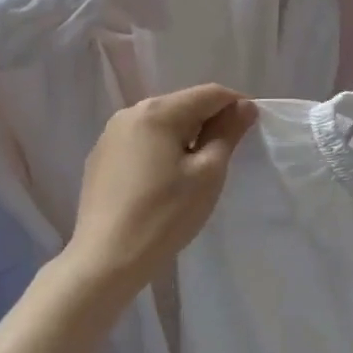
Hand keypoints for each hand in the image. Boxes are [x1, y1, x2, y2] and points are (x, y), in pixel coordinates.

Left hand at [61, 84, 257, 312]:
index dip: (236, 105)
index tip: (252, 129)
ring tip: (197, 170)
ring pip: (161, 123)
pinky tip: (164, 181)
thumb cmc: (165, 215)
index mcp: (158, 111)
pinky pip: (141, 142)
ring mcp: (110, 135)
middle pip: (183, 105)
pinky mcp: (100, 158)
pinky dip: (160, 150)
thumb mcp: (207, 173)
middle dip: (209, 121)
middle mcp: (130, 113)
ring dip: (185, 136)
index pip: (209, 94)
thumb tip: (244, 106)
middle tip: (227, 154)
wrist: (106, 259)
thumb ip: (227, 133)